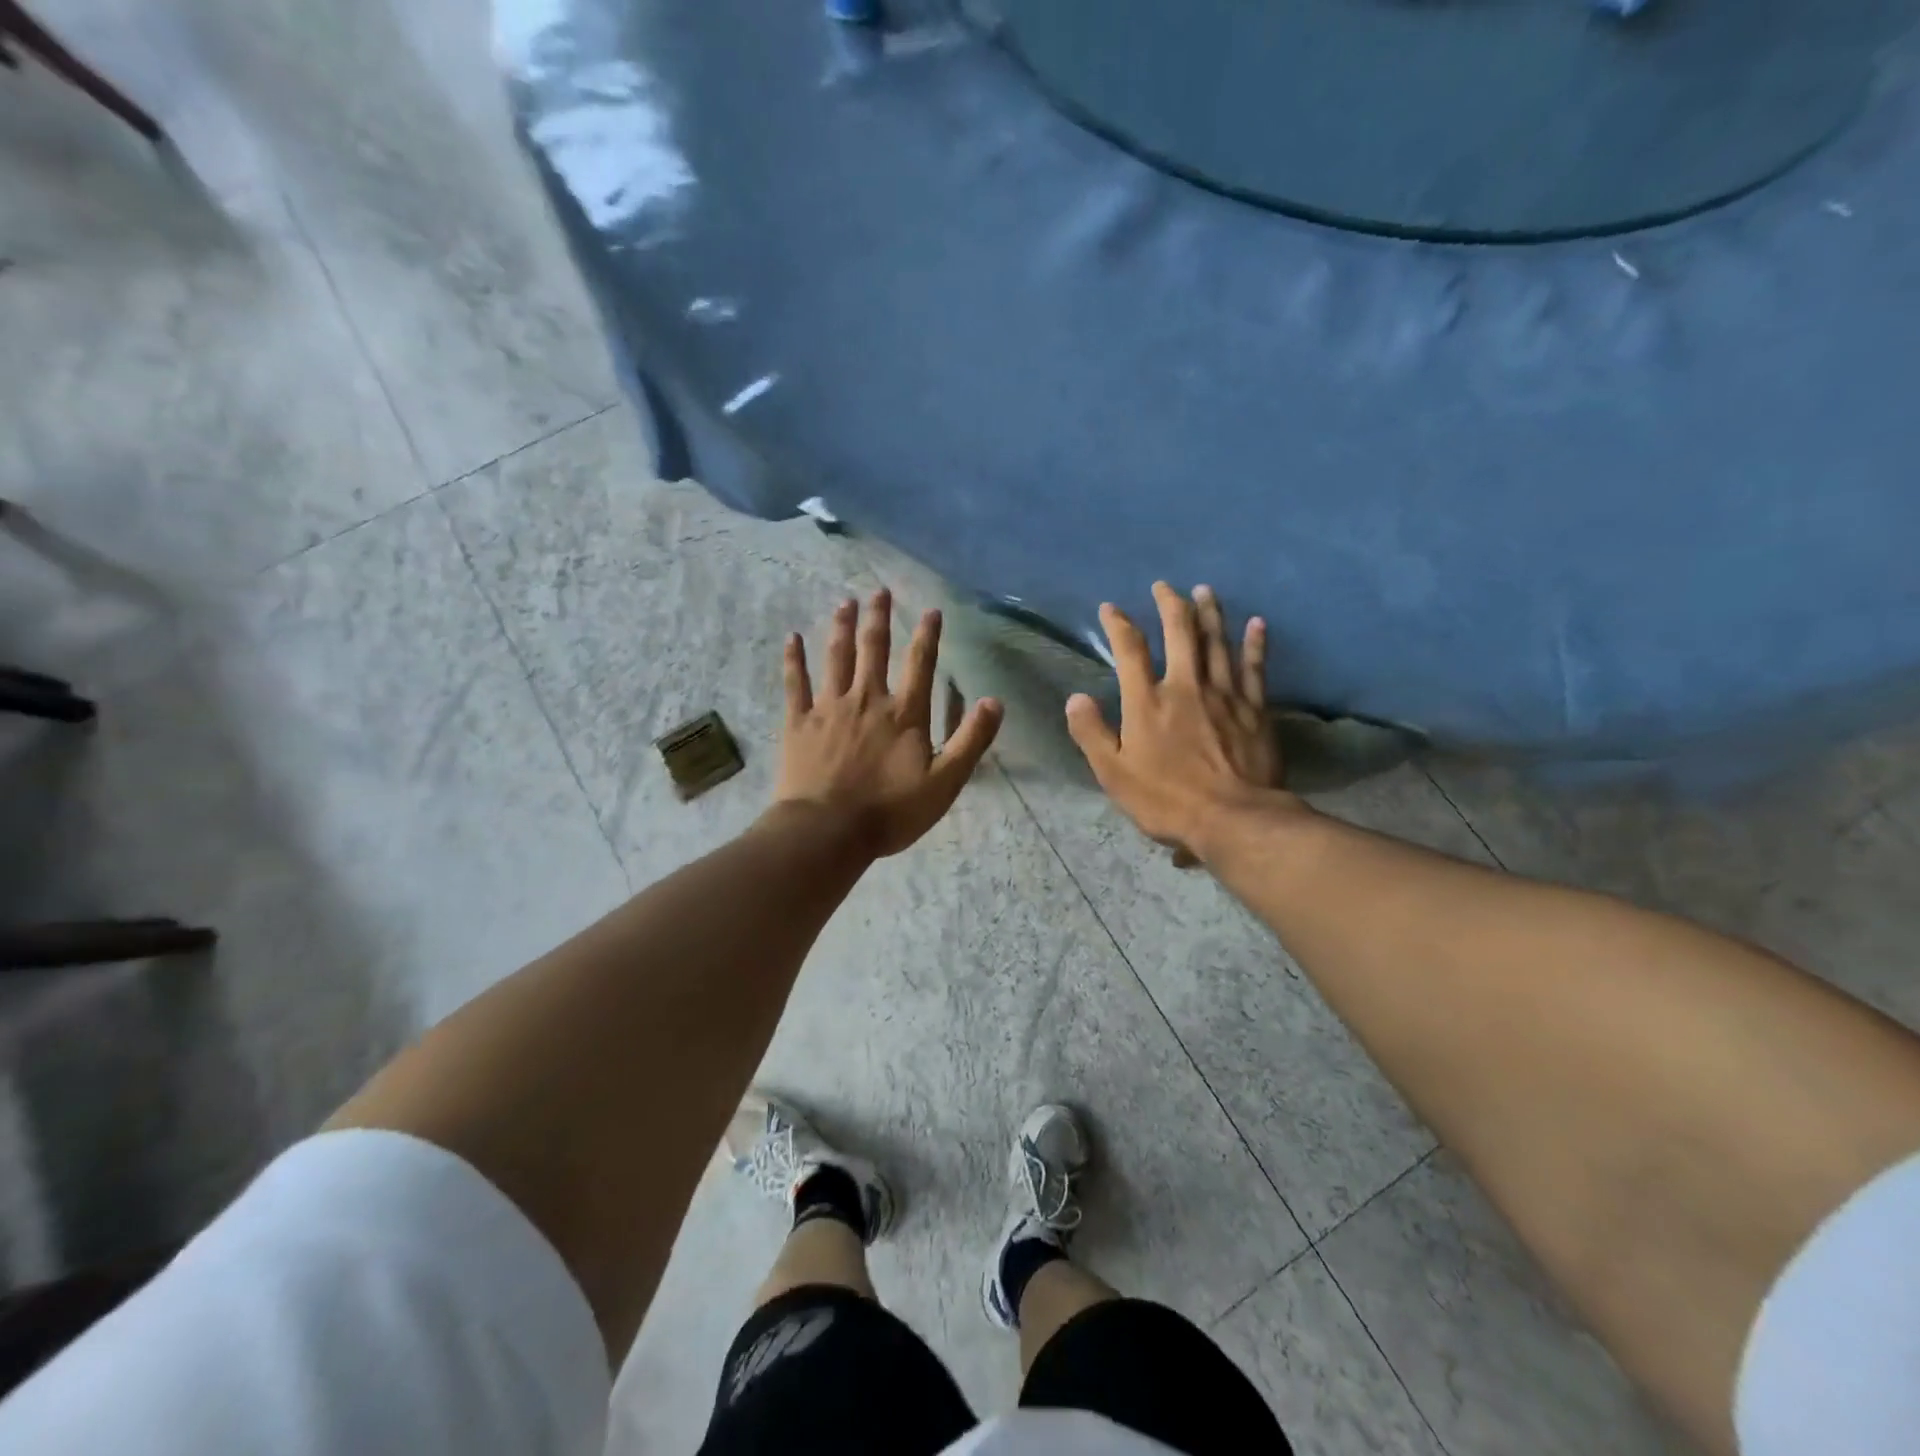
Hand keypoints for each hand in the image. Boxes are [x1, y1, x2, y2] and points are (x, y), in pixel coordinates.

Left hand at [774, 589, 1002, 857]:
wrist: (828, 831)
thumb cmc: (890, 811)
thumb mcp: (945, 783)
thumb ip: (971, 741)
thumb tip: (995, 701)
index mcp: (904, 714)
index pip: (920, 664)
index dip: (928, 635)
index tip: (932, 610)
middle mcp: (867, 699)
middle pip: (874, 649)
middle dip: (879, 618)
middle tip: (879, 590)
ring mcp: (829, 707)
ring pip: (836, 657)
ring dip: (841, 627)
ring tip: (844, 601)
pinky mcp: (799, 722)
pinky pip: (796, 683)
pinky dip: (794, 659)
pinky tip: (792, 638)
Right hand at [1066, 582, 1299, 858]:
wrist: (1233, 818)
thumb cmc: (1166, 799)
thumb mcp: (1114, 773)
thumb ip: (1092, 733)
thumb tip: (1075, 698)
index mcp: (1147, 702)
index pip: (1130, 650)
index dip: (1119, 624)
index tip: (1111, 608)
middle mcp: (1186, 686)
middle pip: (1180, 633)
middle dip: (1170, 604)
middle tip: (1164, 586)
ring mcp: (1224, 695)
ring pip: (1217, 642)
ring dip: (1209, 613)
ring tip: (1204, 590)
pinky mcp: (1255, 709)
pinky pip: (1254, 667)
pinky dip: (1255, 643)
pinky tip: (1257, 623)